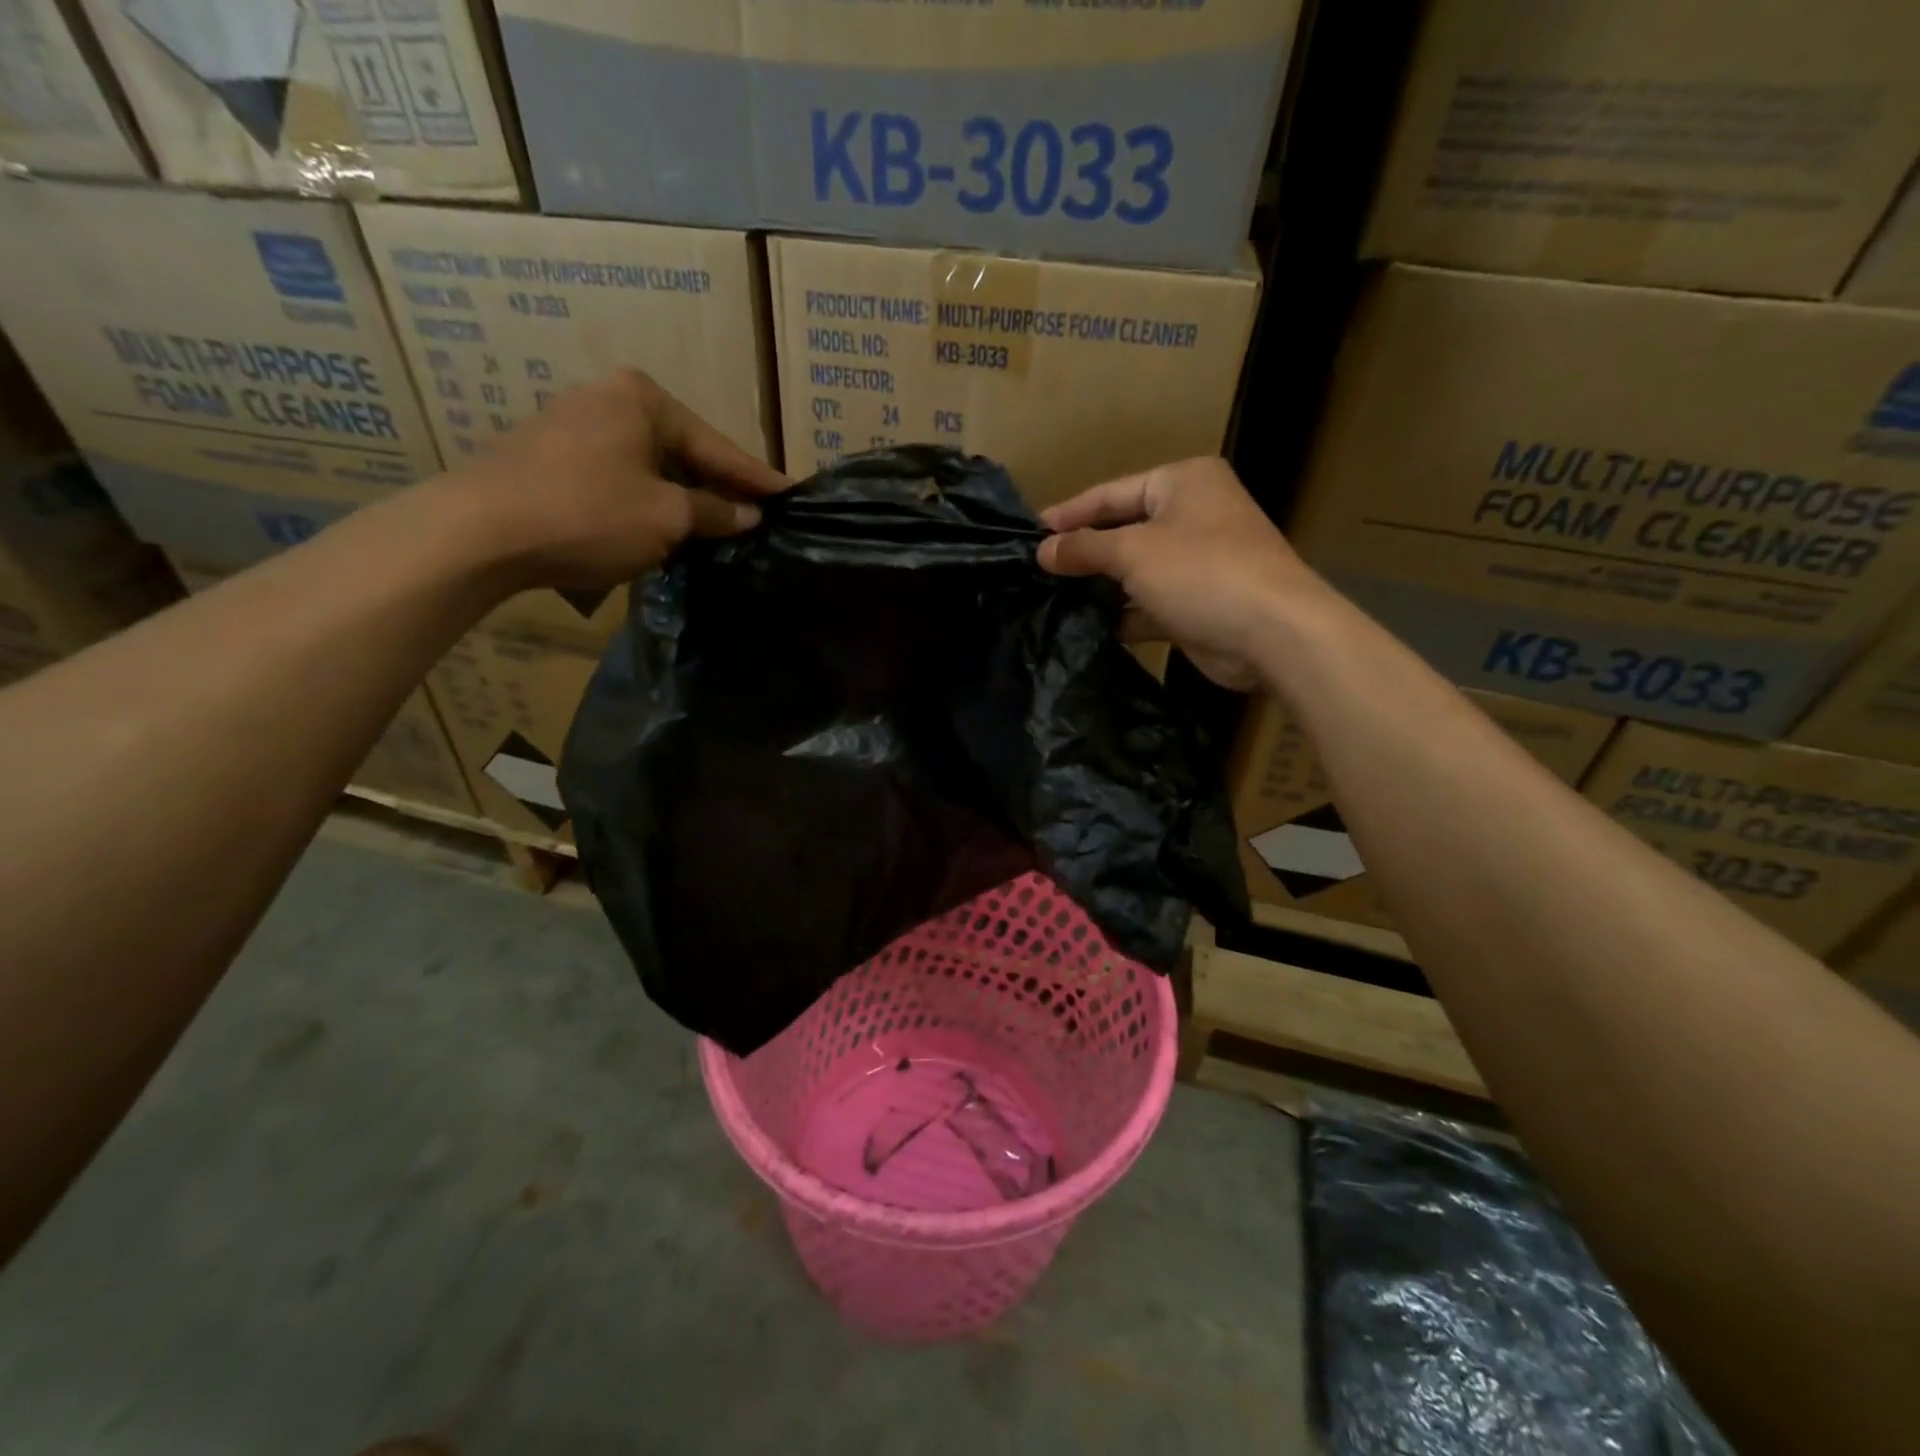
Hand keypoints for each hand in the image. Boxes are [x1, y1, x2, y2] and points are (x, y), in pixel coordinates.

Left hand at [447, 370, 788, 588]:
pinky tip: (665, 523)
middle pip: (685, 450)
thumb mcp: (666, 518)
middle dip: (720, 486)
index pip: (718, 446)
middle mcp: (609, 398)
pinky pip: (621, 476)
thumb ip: (714, 512)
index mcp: (643, 398)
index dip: (758, 478)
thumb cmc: (588, 514)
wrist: (479, 531)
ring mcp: (575, 424)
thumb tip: (749, 515)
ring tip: (720, 524)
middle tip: (758, 513)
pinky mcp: (552, 456)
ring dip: (684, 496)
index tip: (794, 493)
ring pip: (652, 465)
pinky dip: (649, 500)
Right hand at [1038, 458, 1324, 690]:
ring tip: (1052, 599)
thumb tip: (1042, 550)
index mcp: (1183, 482)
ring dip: (1100, 586)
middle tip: (1037, 570)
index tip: (1030, 535)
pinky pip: (1148, 603)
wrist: (1273, 633)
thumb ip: (1084, 548)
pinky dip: (1122, 614)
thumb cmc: (1201, 572)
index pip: (1112, 493)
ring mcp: (1198, 562)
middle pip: (1123, 530)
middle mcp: (1193, 515)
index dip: (1069, 514)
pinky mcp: (1197, 604)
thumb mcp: (1133, 552)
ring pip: (1135, 570)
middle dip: (1084, 552)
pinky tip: (1087, 627)